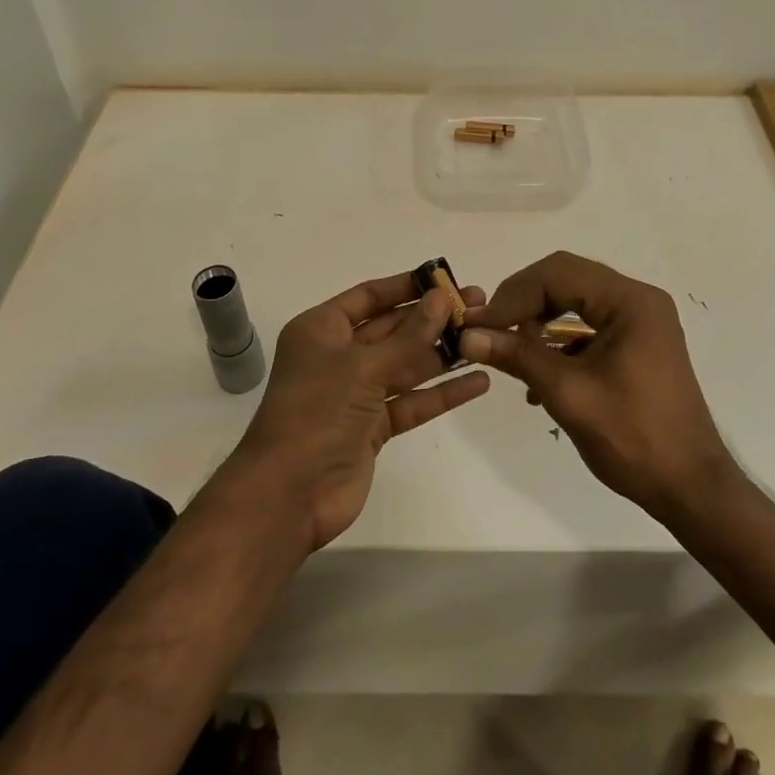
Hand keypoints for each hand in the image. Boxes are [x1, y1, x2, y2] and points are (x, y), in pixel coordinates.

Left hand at [230, 272, 490, 551]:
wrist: (289, 495)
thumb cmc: (317, 413)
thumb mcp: (363, 366)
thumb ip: (409, 335)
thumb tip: (443, 297)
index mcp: (322, 329)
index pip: (370, 296)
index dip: (407, 286)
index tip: (446, 278)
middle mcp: (338, 356)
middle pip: (392, 328)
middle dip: (433, 318)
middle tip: (478, 304)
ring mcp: (356, 393)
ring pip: (405, 364)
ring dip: (442, 353)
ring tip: (485, 337)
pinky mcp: (373, 427)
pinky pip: (412, 401)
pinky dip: (442, 393)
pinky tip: (478, 381)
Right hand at [459, 252, 735, 518]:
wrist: (691, 488)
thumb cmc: (634, 438)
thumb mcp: (568, 394)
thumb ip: (518, 356)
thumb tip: (468, 336)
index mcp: (630, 301)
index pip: (558, 273)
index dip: (513, 295)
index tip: (479, 325)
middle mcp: (638, 299)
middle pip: (566, 280)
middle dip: (523, 303)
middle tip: (491, 331)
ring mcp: (641, 321)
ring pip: (575, 301)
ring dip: (538, 321)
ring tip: (510, 351)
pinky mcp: (638, 343)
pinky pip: (589, 324)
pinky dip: (559, 341)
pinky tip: (539, 375)